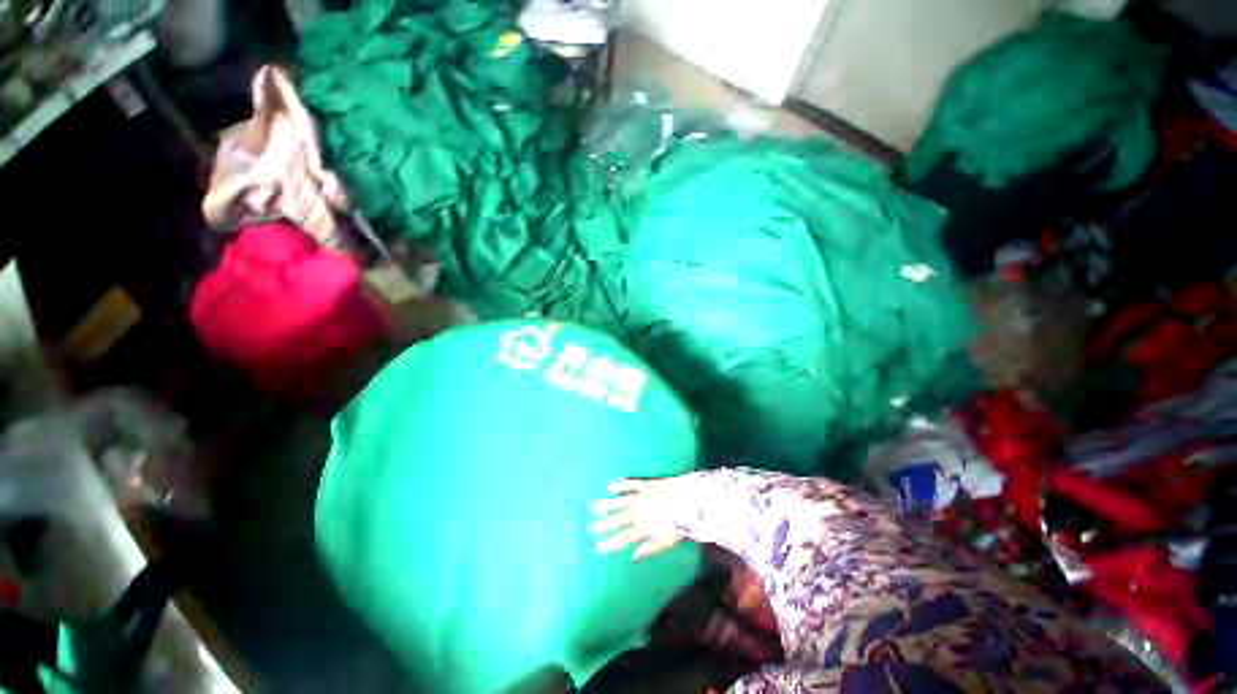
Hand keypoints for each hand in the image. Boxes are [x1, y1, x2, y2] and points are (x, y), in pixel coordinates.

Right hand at [589, 478, 687, 559]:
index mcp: (643, 527)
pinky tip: (610, 486)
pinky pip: (630, 484)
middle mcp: (638, 512)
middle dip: (603, 524)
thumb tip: (632, 556)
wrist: (689, 499)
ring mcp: (640, 497)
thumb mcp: (667, 541)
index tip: (597, 547)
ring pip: (620, 502)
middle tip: (590, 527)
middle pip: (617, 519)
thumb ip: (649, 548)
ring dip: (606, 505)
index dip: (609, 542)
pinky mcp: (645, 485)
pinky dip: (620, 485)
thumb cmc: (679, 522)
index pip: (622, 537)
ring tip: (593, 507)